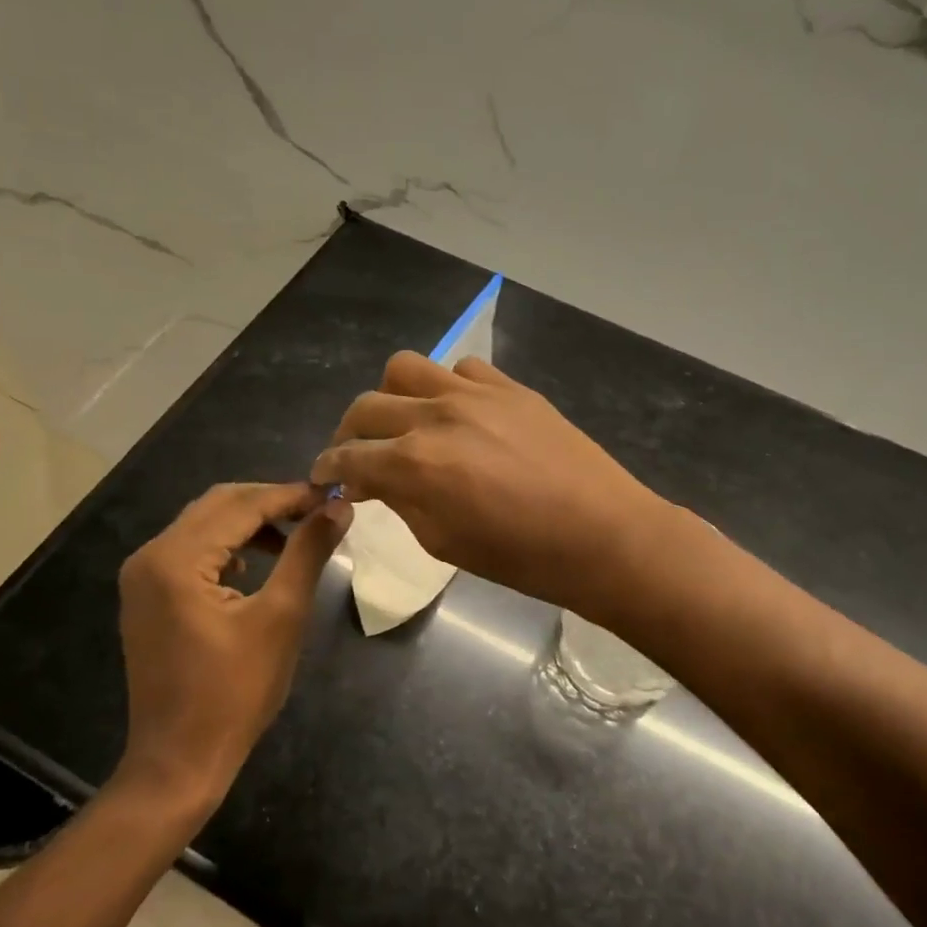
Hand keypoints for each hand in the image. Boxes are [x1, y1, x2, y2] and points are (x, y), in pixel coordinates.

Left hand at [116, 483, 350, 807]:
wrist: (178, 762)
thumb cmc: (235, 694)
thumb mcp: (281, 617)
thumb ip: (307, 552)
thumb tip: (338, 507)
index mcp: (176, 559)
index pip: (242, 504)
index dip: (291, 495)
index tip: (333, 495)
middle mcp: (150, 556)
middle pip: (218, 504)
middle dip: (270, 502)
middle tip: (317, 511)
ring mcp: (142, 576)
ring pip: (204, 524)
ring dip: (249, 522)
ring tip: (296, 534)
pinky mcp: (146, 596)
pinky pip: (191, 549)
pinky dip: (227, 545)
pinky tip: (255, 563)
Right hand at [311, 352, 666, 621]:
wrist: (602, 534)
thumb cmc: (521, 557)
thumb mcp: (444, 542)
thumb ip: (401, 502)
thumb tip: (377, 481)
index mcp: (414, 464)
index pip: (348, 458)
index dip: (328, 470)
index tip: (325, 479)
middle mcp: (435, 416)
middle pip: (365, 407)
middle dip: (349, 434)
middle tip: (358, 456)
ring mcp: (474, 393)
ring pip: (405, 368)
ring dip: (390, 398)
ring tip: (404, 423)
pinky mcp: (508, 386)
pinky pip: (459, 369)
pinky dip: (445, 388)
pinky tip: (458, 415)